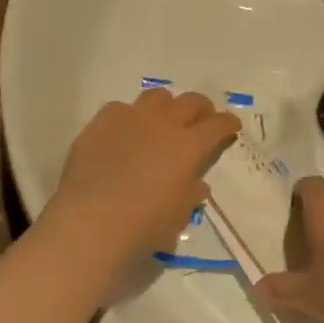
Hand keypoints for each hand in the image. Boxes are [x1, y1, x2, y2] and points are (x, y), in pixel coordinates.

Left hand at [41, 89, 240, 265]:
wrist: (92, 221)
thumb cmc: (144, 226)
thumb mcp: (178, 215)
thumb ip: (190, 194)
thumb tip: (196, 184)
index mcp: (189, 146)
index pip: (217, 125)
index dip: (227, 123)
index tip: (231, 124)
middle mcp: (163, 124)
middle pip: (190, 101)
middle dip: (201, 108)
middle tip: (201, 119)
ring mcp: (130, 118)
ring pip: (156, 97)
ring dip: (166, 106)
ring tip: (162, 120)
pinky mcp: (100, 122)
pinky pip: (120, 108)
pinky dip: (128, 117)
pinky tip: (123, 133)